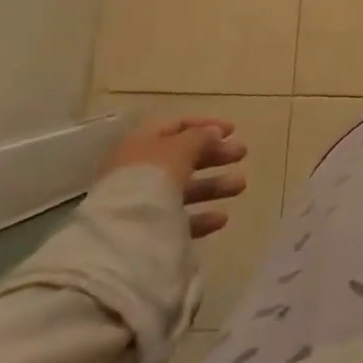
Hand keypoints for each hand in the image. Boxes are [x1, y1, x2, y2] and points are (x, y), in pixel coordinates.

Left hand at [98, 117, 246, 238]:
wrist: (120, 238)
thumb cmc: (150, 180)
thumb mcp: (179, 149)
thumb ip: (200, 137)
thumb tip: (214, 133)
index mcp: (142, 144)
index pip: (176, 126)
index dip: (205, 124)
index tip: (234, 130)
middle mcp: (140, 170)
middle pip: (182, 157)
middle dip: (215, 155)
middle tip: (242, 154)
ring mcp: (142, 202)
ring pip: (184, 188)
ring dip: (214, 185)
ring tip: (240, 186)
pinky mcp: (147, 231)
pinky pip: (179, 218)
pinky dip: (201, 216)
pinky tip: (221, 219)